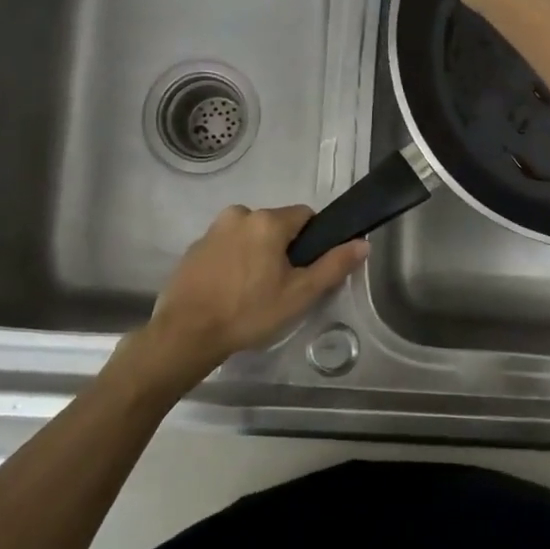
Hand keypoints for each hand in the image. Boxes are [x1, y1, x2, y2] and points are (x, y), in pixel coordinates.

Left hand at [143, 205, 366, 371]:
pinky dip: (234, 261)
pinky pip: (227, 246)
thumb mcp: (299, 294)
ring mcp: (212, 230)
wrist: (186, 334)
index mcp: (267, 221)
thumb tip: (363, 243)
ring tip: (254, 291)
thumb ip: (333, 265)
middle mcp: (239, 215)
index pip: (305, 216)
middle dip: (282, 249)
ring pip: (250, 235)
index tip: (305, 269)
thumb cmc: (249, 312)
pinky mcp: (194, 248)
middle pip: (276, 225)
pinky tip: (231, 291)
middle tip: (281, 286)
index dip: (312, 241)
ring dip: (257, 254)